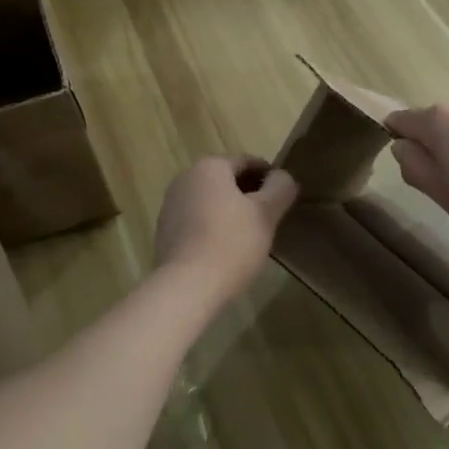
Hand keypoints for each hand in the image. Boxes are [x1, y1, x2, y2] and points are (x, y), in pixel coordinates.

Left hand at [154, 156, 299, 301]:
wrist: (187, 286)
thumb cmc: (232, 243)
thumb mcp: (267, 213)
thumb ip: (280, 188)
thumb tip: (283, 177)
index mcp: (209, 167)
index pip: (247, 161)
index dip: (269, 176)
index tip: (284, 195)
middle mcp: (185, 179)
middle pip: (226, 179)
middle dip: (249, 193)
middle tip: (271, 215)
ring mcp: (170, 206)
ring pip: (210, 200)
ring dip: (231, 210)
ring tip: (251, 233)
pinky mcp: (165, 232)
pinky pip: (196, 220)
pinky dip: (213, 226)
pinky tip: (226, 248)